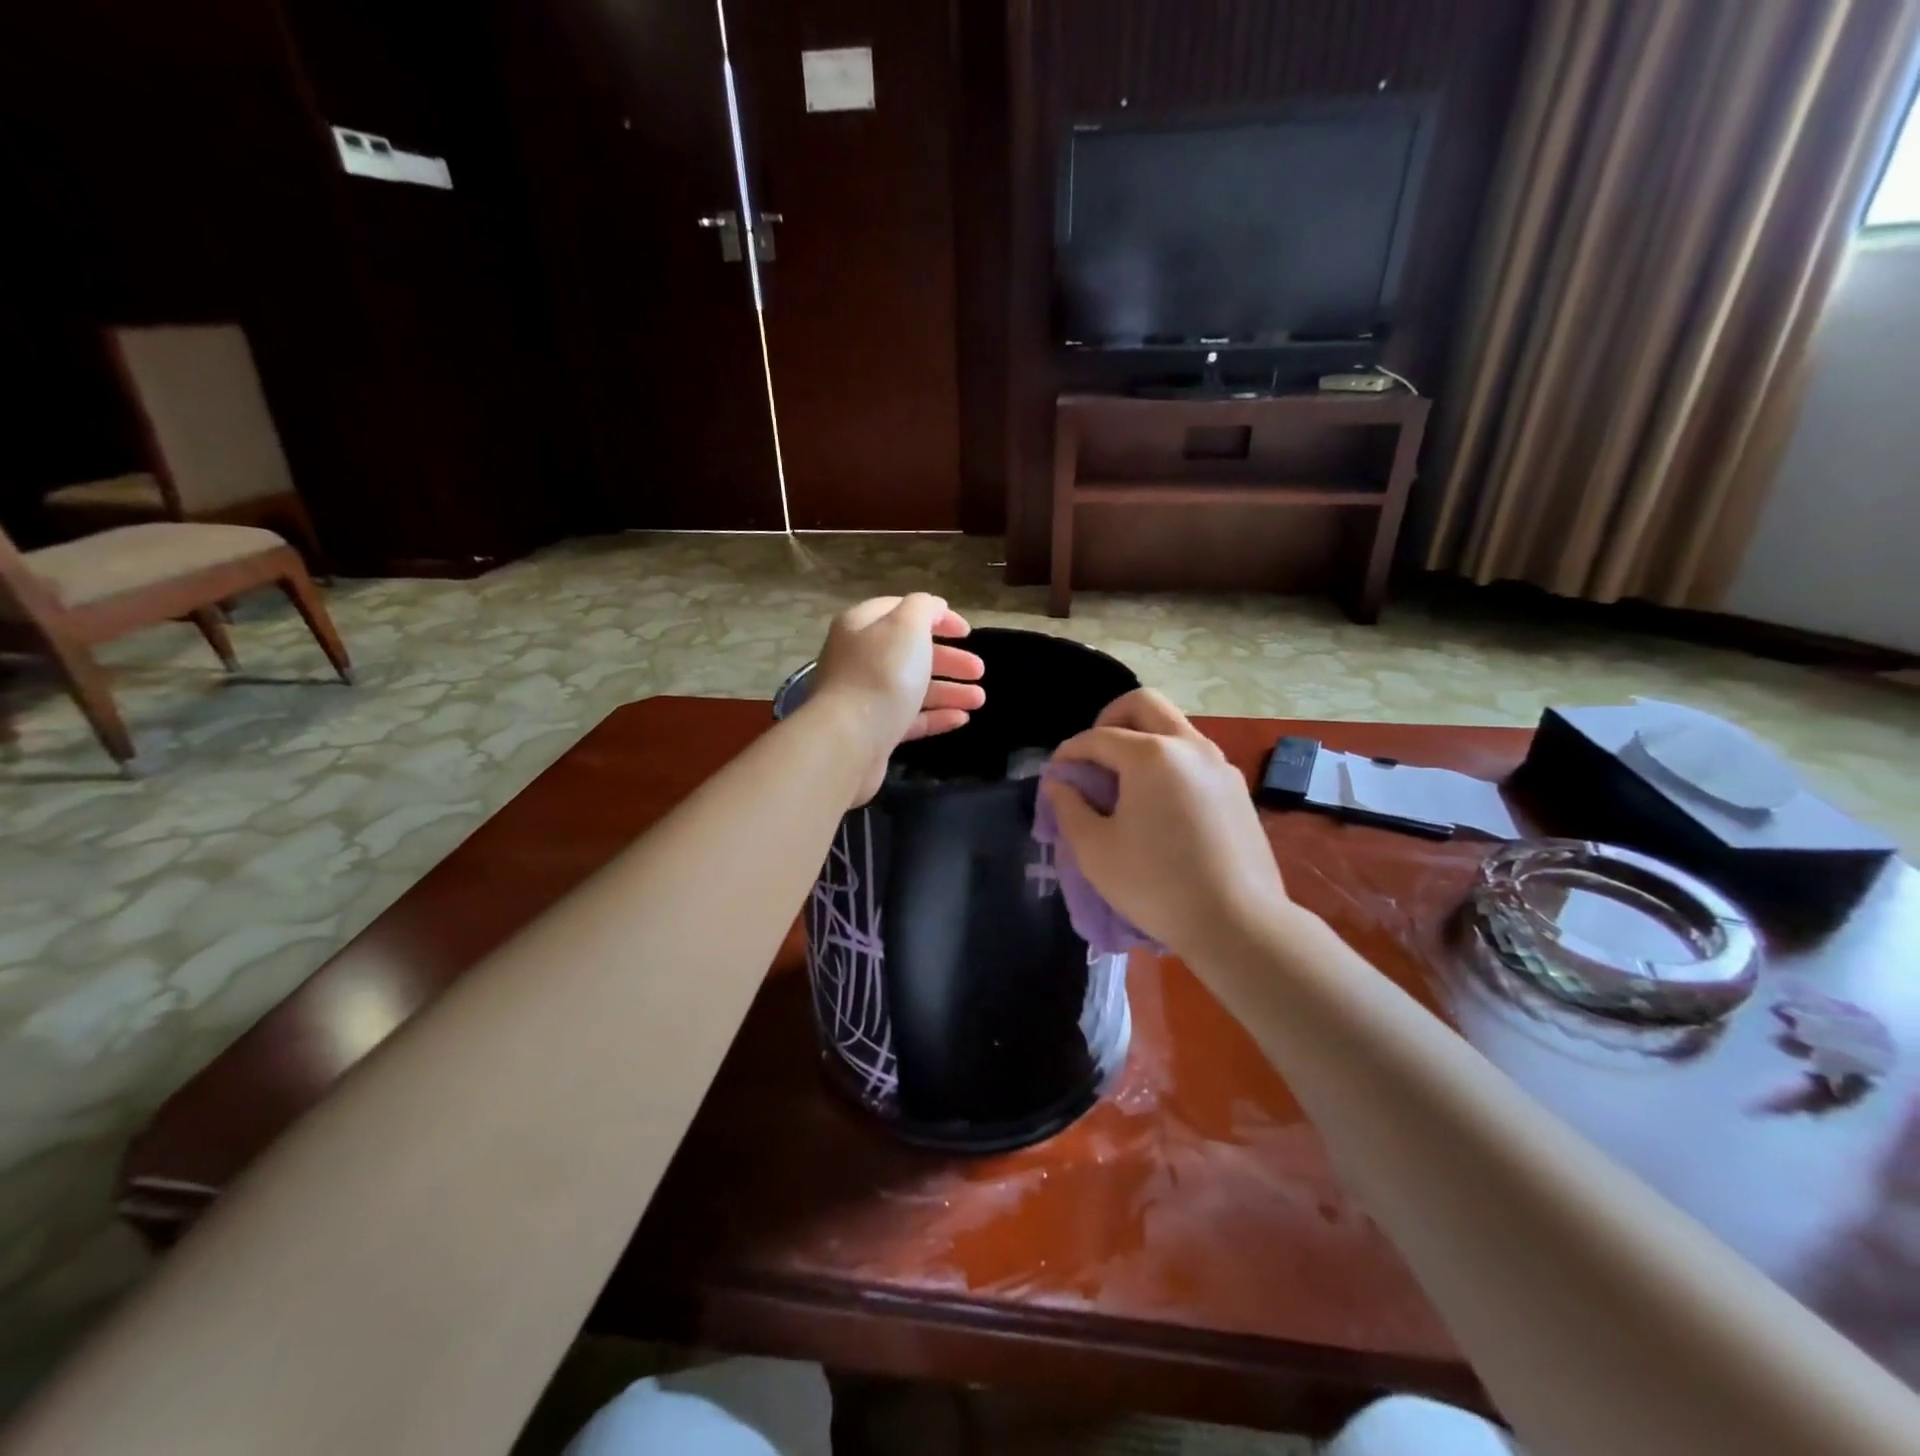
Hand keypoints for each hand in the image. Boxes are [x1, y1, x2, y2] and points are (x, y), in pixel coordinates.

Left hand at [809, 594, 985, 803]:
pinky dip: (935, 716)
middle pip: (910, 653)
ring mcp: (864, 697)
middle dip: (948, 659)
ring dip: (948, 691)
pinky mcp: (872, 732)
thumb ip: (924, 608)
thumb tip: (934, 608)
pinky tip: (961, 719)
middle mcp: (859, 658)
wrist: (850, 740)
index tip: (967, 633)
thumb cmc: (882, 674)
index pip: (900, 611)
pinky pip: (908, 719)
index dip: (937, 617)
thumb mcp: (907, 626)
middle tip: (979, 670)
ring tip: (980, 700)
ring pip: (912, 687)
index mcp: (861, 626)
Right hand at [1043, 689, 1292, 962]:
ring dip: (1142, 740)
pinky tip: (1158, 805)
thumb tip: (1060, 783)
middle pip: (1144, 704)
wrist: (1238, 923)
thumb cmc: (1156, 885)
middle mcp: (1190, 746)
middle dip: (1109, 719)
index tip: (1055, 774)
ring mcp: (1220, 765)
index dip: (1069, 752)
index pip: (1098, 737)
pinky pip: (1193, 757)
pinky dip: (1167, 763)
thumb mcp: (1095, 850)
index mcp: (1151, 755)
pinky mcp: (1237, 789)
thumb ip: (1069, 807)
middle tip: (1093, 755)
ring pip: (1173, 728)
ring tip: (1123, 784)